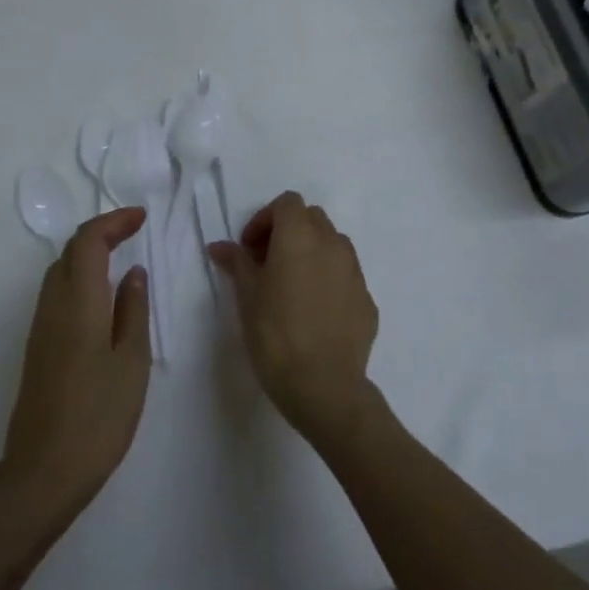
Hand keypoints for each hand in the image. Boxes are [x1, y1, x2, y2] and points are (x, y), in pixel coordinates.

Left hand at [0, 207, 152, 528]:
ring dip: (88, 255)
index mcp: (78, 302)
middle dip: (100, 233)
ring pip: (60, 272)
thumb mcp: (131, 362)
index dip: (113, 221)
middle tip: (134, 233)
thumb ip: (133, 310)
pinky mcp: (37, 348)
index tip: (141, 218)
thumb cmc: (97, 417)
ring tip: (121, 259)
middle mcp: (52, 306)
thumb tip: (132, 272)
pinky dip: (80, 279)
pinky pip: (57, 294)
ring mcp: (40, 327)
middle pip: (70, 251)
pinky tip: (102, 299)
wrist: (42, 473)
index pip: (88, 240)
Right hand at [208, 192, 378, 447]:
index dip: (265, 219)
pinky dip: (329, 280)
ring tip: (292, 285)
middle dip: (289, 231)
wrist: (324, 386)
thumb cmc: (275, 335)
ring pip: (333, 244)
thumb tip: (221, 246)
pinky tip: (314, 312)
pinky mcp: (368, 300)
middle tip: (267, 263)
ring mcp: (355, 272)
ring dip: (311, 252)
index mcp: (300, 236)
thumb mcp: (247, 297)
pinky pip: (345, 276)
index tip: (250, 249)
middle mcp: (332, 244)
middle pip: (312, 218)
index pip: (287, 203)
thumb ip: (237, 263)